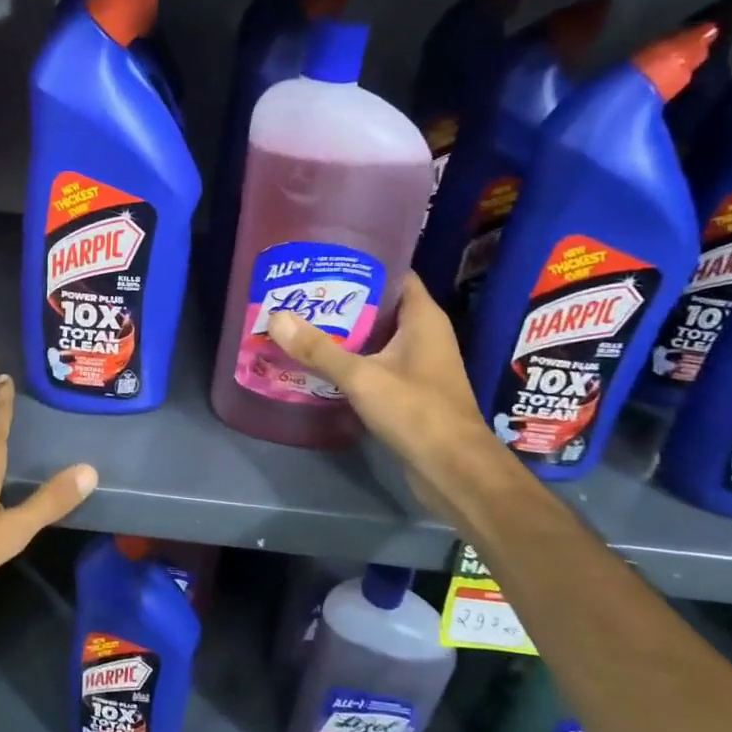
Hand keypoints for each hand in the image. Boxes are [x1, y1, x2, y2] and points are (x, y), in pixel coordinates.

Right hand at [267, 275, 503, 519]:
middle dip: (343, 300)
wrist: (454, 470)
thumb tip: (276, 317)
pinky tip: (319, 362)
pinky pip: (376, 363)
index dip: (363, 264)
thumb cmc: (417, 412)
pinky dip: (351, 360)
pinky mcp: (410, 390)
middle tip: (302, 293)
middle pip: (380, 305)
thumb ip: (319, 349)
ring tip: (302, 323)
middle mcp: (424, 334)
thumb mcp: (362, 377)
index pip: (395, 274)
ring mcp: (419, 364)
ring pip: (377, 337)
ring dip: (345, 332)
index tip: (324, 261)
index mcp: (423, 318)